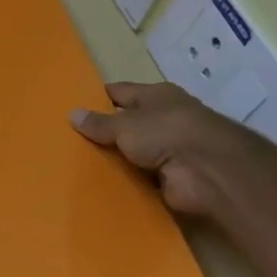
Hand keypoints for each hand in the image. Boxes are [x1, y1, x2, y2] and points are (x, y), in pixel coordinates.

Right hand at [69, 81, 276, 222]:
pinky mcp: (170, 177)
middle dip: (103, 132)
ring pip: (132, 152)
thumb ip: (99, 123)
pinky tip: (100, 184)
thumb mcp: (124, 125)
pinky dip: (125, 180)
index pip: (121, 92)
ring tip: (77, 164)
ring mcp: (170, 149)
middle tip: (69, 140)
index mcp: (156, 96)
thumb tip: (72, 113)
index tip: (74, 107)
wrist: (208, 172)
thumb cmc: (166, 133)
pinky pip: (139, 177)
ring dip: (114, 159)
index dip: (99, 98)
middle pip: (127, 123)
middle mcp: (165, 119)